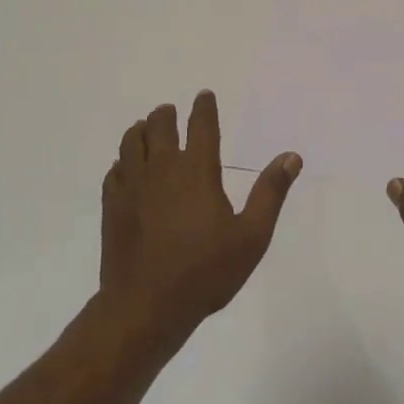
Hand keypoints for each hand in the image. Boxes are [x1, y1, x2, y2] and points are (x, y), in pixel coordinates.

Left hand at [100, 91, 301, 342]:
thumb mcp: (251, 237)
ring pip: (131, 142)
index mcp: (197, 170)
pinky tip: (125, 168)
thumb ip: (270, 193)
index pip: (201, 125)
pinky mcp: (111, 206)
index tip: (204, 96)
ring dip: (140, 131)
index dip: (204, 107)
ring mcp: (132, 186)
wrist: (145, 307)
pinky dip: (121, 162)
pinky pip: (114, 171)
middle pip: (159, 126)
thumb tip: (291, 156)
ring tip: (145, 129)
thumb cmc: (204, 272)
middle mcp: (162, 169)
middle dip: (166, 115)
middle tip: (170, 112)